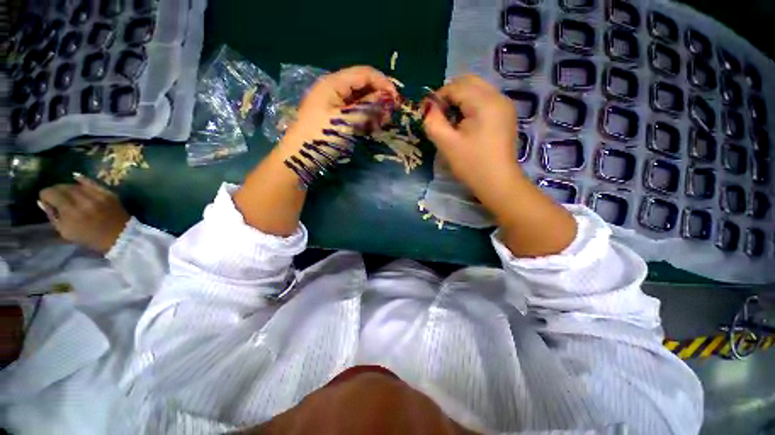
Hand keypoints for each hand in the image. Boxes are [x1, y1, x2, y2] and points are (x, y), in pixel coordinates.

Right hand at [38, 174, 130, 253]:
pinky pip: (92, 182)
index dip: (45, 194)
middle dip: (56, 190)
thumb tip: (42, 201)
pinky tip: (75, 177)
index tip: (45, 198)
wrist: (120, 236)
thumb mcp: (65, 232)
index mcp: (70, 212)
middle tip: (55, 195)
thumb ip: (52, 216)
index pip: (51, 193)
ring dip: (68, 187)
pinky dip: (82, 179)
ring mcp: (97, 196)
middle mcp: (83, 201)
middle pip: (63, 187)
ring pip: (76, 185)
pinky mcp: (108, 193)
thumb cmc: (90, 238)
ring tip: (66, 193)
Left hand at [278, 66, 398, 160]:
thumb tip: (387, 97)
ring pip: (360, 99)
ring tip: (382, 123)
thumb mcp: (347, 121)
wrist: (301, 155)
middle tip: (389, 114)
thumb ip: (368, 106)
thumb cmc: (322, 136)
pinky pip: (354, 111)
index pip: (364, 73)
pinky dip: (365, 117)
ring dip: (373, 109)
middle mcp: (334, 88)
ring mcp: (334, 102)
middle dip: (378, 97)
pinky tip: (372, 127)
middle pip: (363, 85)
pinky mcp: (335, 115)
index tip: (396, 100)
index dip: (383, 83)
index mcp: (334, 83)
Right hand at [422, 74, 520, 206]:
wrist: (498, 183)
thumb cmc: (472, 164)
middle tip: (440, 115)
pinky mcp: (505, 116)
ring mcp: (504, 106)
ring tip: (451, 121)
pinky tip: (465, 125)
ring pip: (477, 90)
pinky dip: (470, 106)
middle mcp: (498, 97)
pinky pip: (484, 100)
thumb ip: (433, 122)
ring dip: (460, 100)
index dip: (438, 97)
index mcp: (484, 102)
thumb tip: (427, 107)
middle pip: (469, 82)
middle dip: (450, 95)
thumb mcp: (447, 144)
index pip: (456, 86)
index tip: (428, 114)